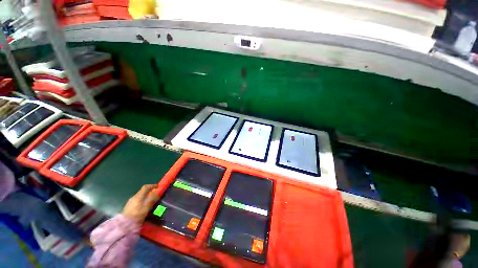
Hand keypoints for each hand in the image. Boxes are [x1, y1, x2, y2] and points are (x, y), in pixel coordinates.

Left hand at [122, 184, 160, 223]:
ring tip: (150, 200)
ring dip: (146, 196)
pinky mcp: (128, 206)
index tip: (158, 187)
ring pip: (140, 196)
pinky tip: (143, 206)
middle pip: (142, 191)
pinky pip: (137, 200)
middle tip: (155, 194)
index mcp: (139, 196)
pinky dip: (142, 200)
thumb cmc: (137, 214)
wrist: (124, 224)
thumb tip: (156, 192)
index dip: (152, 186)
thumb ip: (152, 198)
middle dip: (149, 191)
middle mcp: (134, 197)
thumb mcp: (147, 206)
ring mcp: (130, 202)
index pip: (146, 187)